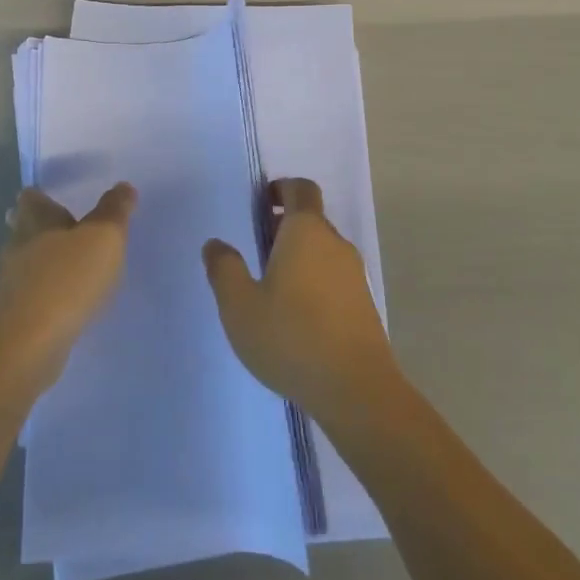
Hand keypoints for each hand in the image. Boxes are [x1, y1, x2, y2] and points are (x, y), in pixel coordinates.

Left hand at [0, 183, 135, 391]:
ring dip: (45, 265)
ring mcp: (9, 284)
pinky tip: (65, 305)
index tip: (59, 201)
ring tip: (74, 271)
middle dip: (44, 230)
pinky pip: (30, 296)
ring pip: (26, 264)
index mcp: (35, 221)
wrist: (27, 348)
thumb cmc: (67, 281)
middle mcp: (16, 246)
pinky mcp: (11, 318)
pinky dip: (45, 295)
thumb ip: (114, 210)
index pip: (31, 198)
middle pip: (25, 230)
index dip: (43, 197)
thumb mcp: (103, 238)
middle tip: (71, 234)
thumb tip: (123, 186)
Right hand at [202, 178, 397, 421]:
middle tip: (256, 250)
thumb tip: (215, 244)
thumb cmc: (291, 337)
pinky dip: (314, 282)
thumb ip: (224, 269)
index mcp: (306, 231)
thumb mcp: (239, 305)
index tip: (259, 205)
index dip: (280, 189)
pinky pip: (334, 278)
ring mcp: (354, 274)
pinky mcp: (364, 304)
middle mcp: (335, 243)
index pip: (300, 188)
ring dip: (299, 256)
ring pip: (322, 250)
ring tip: (271, 288)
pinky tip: (296, 316)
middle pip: (311, 219)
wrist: (356, 390)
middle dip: (284, 226)